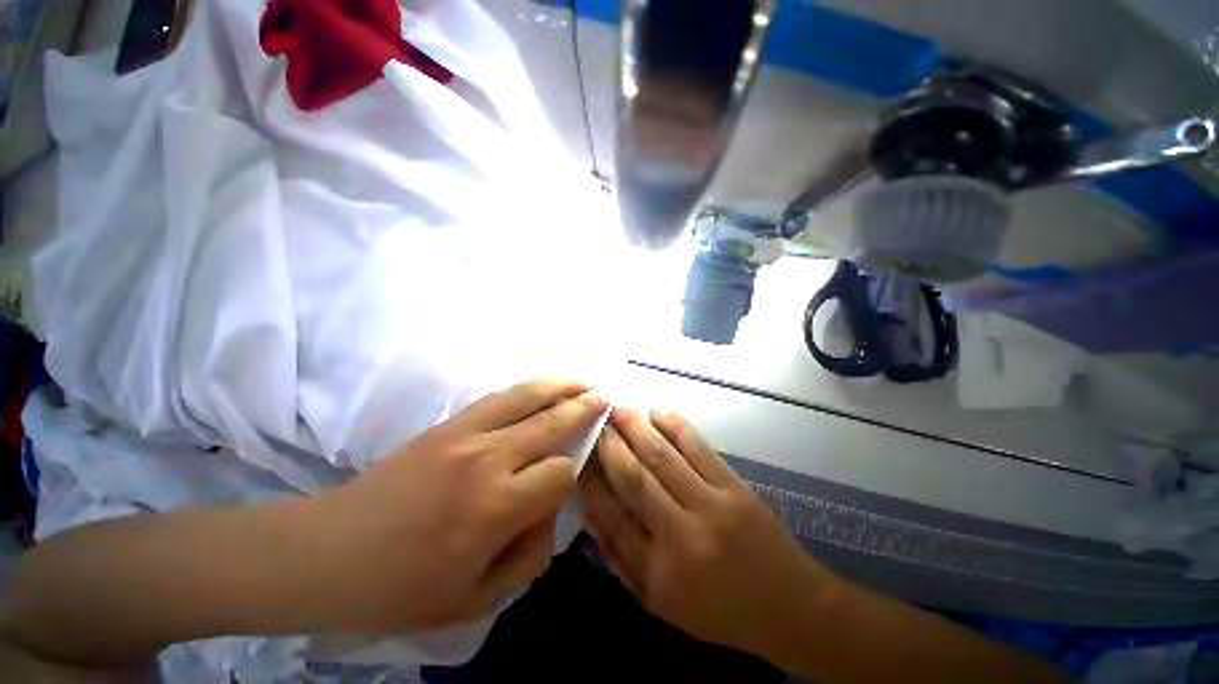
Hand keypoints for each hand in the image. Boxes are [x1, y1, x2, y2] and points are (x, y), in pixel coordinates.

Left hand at [313, 379, 607, 632]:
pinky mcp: (449, 424)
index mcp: (496, 509)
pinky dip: (529, 388)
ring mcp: (466, 435)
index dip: (571, 478)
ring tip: (585, 381)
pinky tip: (544, 386)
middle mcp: (488, 461)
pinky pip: (500, 397)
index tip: (563, 485)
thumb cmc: (400, 590)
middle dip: (584, 410)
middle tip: (606, 398)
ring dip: (562, 387)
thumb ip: (529, 558)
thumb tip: (549, 512)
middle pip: (553, 424)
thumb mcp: (475, 602)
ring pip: (529, 398)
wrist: (327, 553)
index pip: (560, 475)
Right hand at [579, 408, 839, 661]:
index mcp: (659, 573)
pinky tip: (659, 413)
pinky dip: (676, 426)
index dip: (592, 481)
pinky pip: (698, 449)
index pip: (613, 515)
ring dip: (636, 428)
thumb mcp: (662, 603)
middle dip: (610, 445)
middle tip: (596, 423)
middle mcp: (682, 535)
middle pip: (634, 478)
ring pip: (662, 456)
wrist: (790, 607)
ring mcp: (712, 505)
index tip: (580, 456)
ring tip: (618, 409)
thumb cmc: (720, 611)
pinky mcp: (735, 487)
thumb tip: (591, 511)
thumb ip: (621, 559)